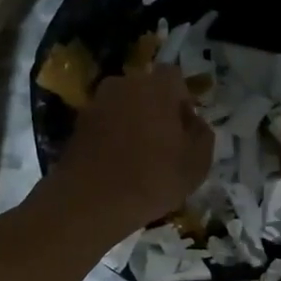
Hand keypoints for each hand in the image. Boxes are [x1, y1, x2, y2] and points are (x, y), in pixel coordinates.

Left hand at [50, 65, 213, 235]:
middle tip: (165, 142)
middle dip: (157, 110)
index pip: (174, 78)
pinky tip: (118, 165)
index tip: (186, 128)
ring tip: (140, 156)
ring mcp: (96, 104)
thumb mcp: (197, 163)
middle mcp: (123, 85)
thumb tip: (194, 122)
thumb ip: (202, 134)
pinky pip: (105, 124)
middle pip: (146, 90)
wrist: (91, 203)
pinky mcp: (77, 125)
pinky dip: (113, 137)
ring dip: (133, 123)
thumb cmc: (153, 180)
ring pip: (124, 107)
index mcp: (156, 87)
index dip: (182, 100)